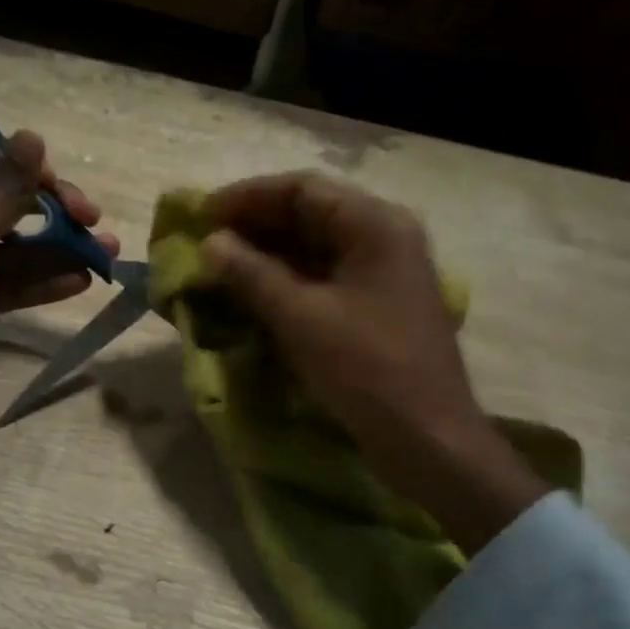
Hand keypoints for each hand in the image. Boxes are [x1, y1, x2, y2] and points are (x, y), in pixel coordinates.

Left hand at [0, 128, 116, 437]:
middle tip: (92, 221)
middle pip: (9, 205)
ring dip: (60, 250)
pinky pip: (15, 283)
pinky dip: (45, 281)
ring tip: (105, 254)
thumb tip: (33, 135)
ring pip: (19, 248)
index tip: (57, 186)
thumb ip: (5, 191)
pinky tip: (81, 281)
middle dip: (53, 212)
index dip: (24, 167)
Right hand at [200, 172, 546, 549]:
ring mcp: (383, 272)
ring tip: (220, 266)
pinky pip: (324, 277)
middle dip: (254, 226)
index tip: (201, 215)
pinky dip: (287, 280)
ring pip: (315, 247)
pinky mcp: (377, 305)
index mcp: (375, 224)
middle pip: (310, 214)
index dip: (247, 197)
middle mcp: (384, 236)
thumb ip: (251, 274)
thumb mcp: (301, 317)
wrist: (428, 439)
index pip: (302, 189)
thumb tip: (211, 243)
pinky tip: (253, 293)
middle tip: (205, 242)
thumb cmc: (366, 368)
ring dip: (267, 254)